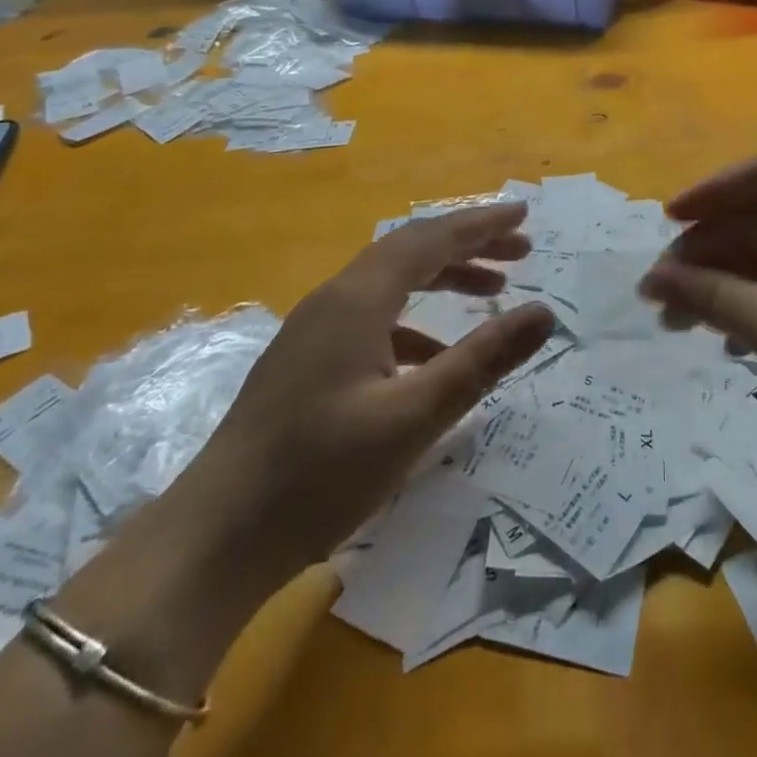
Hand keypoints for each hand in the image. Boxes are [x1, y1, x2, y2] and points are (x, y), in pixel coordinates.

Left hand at [174, 204, 555, 592]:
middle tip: (521, 251)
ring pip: (391, 283)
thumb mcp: (414, 417)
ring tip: (491, 290)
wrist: (212, 542)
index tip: (523, 214)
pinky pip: (373, 318)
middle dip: (468, 245)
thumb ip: (482, 360)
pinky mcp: (307, 362)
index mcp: (357, 299)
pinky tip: (435, 356)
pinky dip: (415, 321)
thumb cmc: (318, 474)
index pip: (430, 238)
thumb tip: (544, 313)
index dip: (480, 223)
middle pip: (411, 251)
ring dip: (443, 278)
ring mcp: (315, 331)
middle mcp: (334, 299)